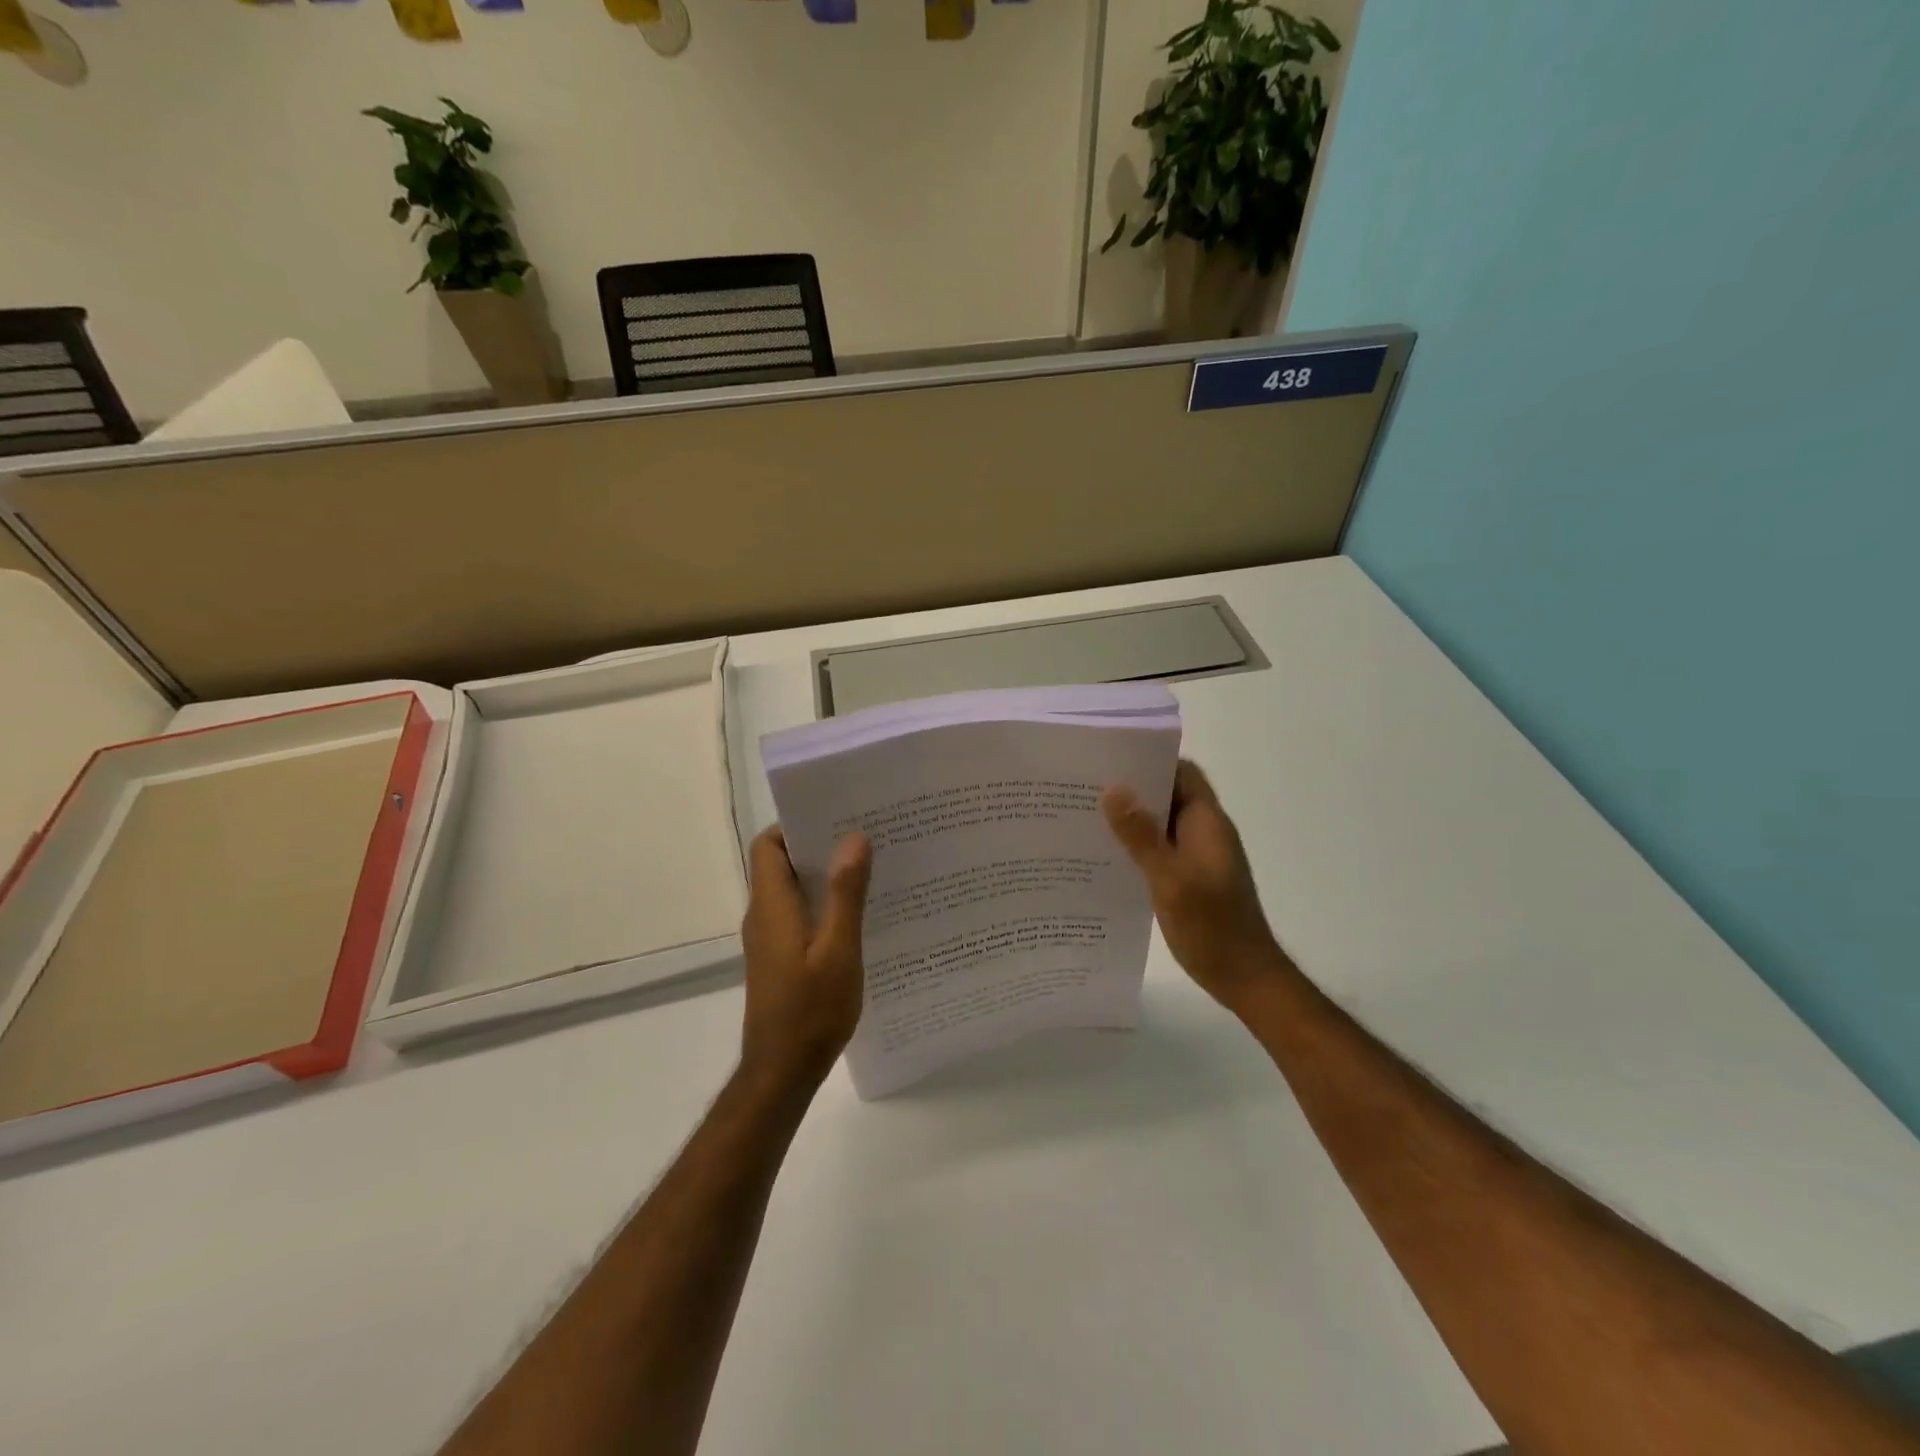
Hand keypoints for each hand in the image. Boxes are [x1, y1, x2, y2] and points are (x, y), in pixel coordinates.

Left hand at [740, 826, 872, 1087]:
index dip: (796, 825)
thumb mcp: (838, 950)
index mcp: (772, 906)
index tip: (836, 816)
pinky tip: (860, 914)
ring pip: (794, 891)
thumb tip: (853, 837)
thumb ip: (846, 894)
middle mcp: (764, 916)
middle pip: (782, 864)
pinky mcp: (780, 958)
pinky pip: (800, 915)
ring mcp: (770, 939)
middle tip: (866, 837)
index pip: (769, 846)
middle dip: (820, 846)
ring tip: (871, 868)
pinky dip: (824, 905)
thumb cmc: (811, 1010)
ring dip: (826, 877)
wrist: (782, 1072)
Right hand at [1102, 759, 1288, 1012]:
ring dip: (1133, 818)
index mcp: (1207, 822)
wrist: (1245, 978)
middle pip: (1169, 794)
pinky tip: (1107, 855)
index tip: (1111, 757)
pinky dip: (1139, 845)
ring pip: (1163, 823)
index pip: (1183, 772)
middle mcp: (1205, 832)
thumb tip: (1112, 789)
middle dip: (1133, 788)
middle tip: (1088, 786)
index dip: (1151, 760)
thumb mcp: (1169, 879)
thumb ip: (1141, 835)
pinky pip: (1162, 848)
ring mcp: (1200, 856)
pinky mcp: (1192, 877)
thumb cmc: (1211, 926)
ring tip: (1087, 816)